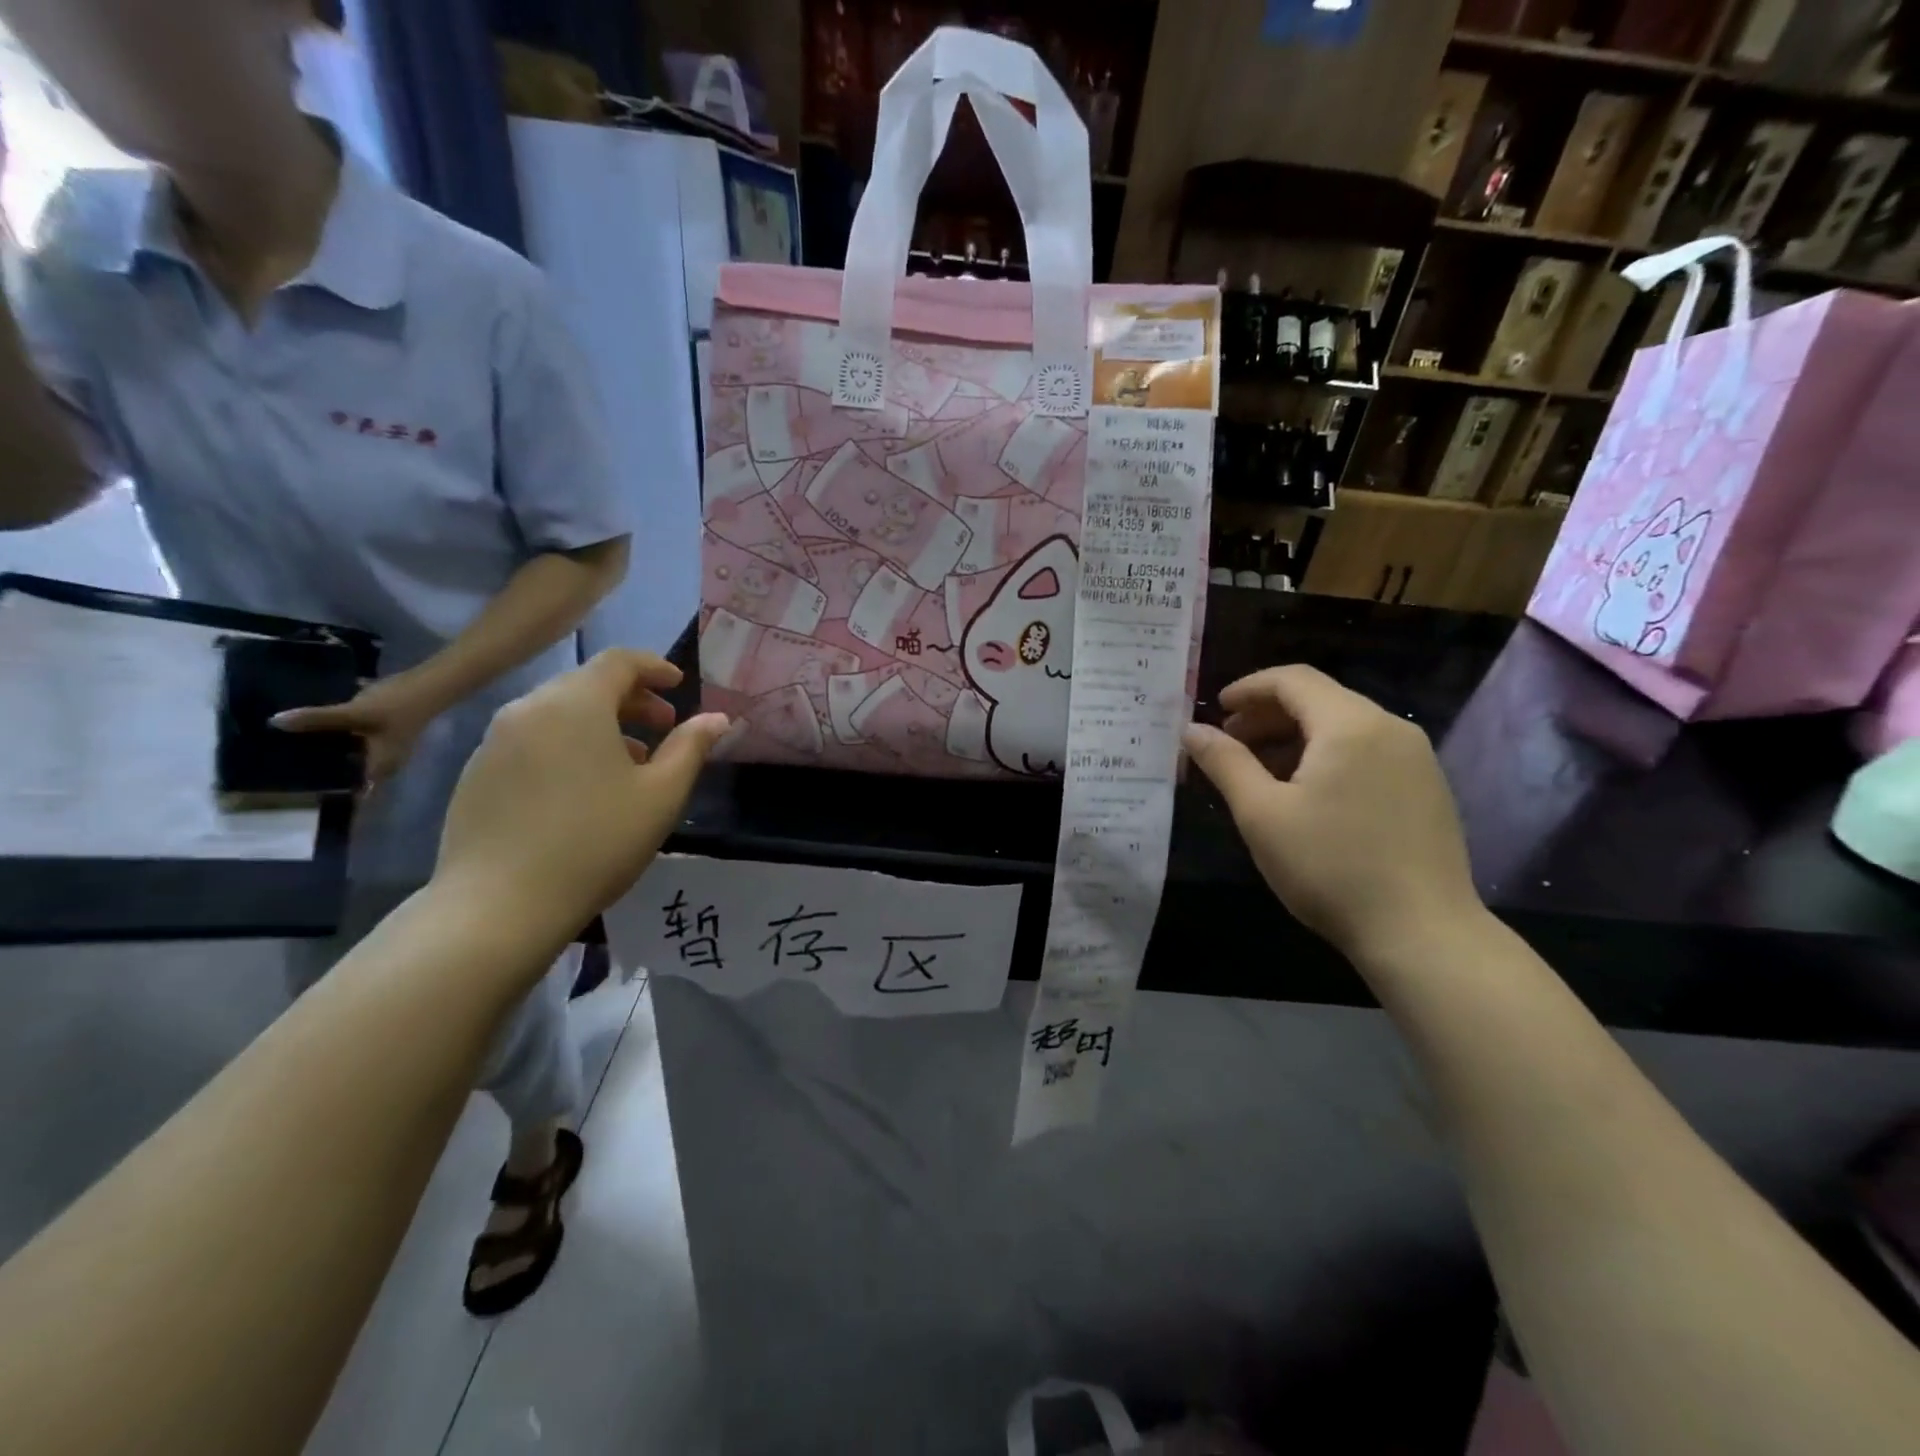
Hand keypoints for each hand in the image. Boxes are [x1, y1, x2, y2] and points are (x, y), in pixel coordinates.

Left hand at [272, 673, 442, 785]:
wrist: (429, 685)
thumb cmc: (398, 706)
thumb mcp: (355, 713)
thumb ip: (318, 719)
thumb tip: (273, 722)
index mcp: (379, 767)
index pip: (354, 793)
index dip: (331, 798)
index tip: (300, 799)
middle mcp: (382, 763)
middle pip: (349, 777)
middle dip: (323, 776)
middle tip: (283, 775)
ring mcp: (382, 747)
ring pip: (349, 760)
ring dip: (327, 758)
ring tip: (292, 751)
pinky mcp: (379, 733)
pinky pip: (352, 745)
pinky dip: (335, 743)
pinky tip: (317, 732)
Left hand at [433, 649, 728, 940]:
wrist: (499, 904)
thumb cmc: (596, 842)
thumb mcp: (661, 795)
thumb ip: (691, 748)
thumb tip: (717, 719)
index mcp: (576, 703)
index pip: (619, 661)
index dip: (654, 667)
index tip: (679, 686)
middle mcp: (529, 707)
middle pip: (586, 684)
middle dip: (631, 700)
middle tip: (663, 728)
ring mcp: (494, 740)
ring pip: (557, 713)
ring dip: (599, 725)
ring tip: (627, 764)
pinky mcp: (475, 772)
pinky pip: (531, 741)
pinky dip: (565, 746)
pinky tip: (581, 790)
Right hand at [1182, 665, 1481, 961]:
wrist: (1422, 933)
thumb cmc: (1330, 867)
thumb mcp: (1261, 813)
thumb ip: (1225, 763)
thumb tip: (1192, 730)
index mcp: (1350, 724)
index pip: (1293, 680)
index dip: (1248, 688)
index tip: (1216, 710)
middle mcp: (1390, 728)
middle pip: (1320, 699)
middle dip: (1268, 714)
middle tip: (1230, 742)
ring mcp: (1416, 758)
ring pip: (1344, 726)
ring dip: (1296, 736)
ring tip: (1261, 770)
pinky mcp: (1427, 788)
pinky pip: (1368, 751)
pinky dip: (1327, 755)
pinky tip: (1307, 793)